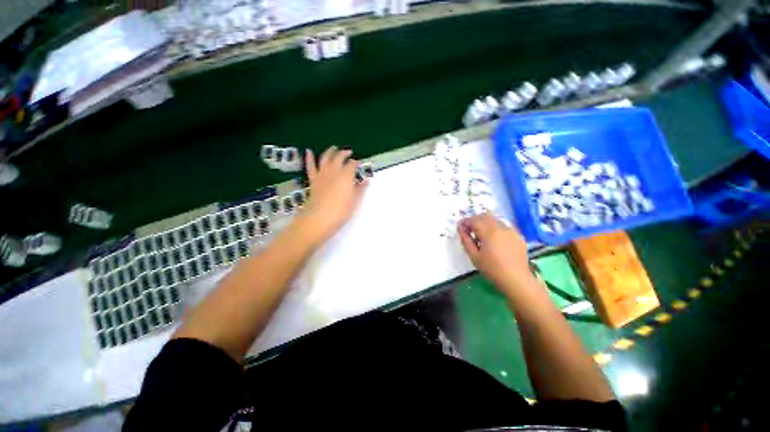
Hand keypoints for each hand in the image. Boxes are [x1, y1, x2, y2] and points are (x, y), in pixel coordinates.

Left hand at [299, 146, 366, 244]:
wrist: (318, 219)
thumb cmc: (340, 212)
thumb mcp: (354, 202)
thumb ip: (360, 190)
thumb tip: (367, 181)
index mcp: (345, 177)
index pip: (352, 165)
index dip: (356, 163)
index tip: (360, 163)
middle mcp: (333, 172)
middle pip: (339, 158)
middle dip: (344, 154)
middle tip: (349, 152)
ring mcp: (322, 175)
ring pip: (325, 159)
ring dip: (330, 152)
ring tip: (334, 148)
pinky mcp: (313, 181)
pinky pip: (311, 167)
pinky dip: (309, 158)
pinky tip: (309, 152)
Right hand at [458, 213, 534, 295]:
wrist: (516, 280)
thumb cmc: (492, 269)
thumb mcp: (474, 256)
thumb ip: (466, 241)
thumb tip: (461, 229)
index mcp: (489, 232)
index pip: (474, 220)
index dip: (465, 222)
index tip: (460, 226)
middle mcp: (501, 228)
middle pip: (485, 216)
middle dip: (475, 220)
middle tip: (469, 229)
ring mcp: (511, 231)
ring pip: (495, 220)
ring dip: (485, 223)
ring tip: (481, 235)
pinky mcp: (518, 236)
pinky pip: (504, 226)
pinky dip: (495, 228)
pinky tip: (494, 239)